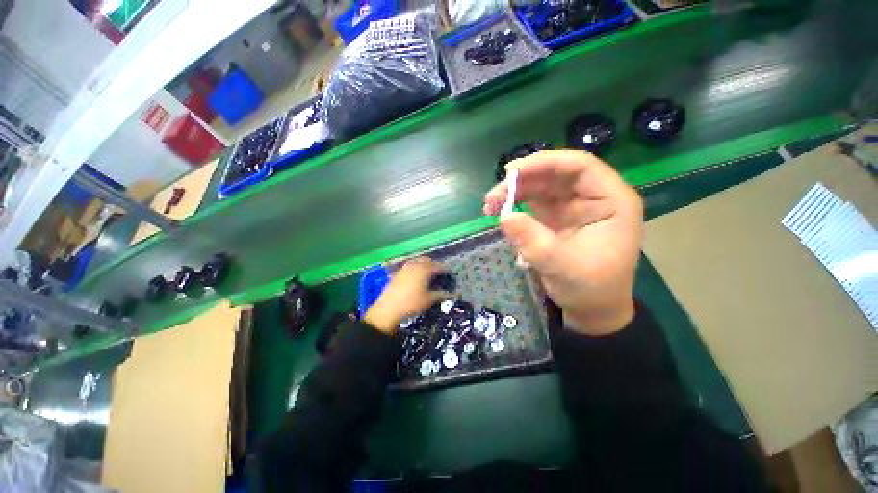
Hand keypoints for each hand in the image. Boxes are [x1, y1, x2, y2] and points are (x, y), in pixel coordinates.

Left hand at [364, 257, 451, 333]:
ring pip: (417, 262)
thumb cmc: (411, 303)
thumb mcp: (428, 300)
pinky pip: (409, 266)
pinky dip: (415, 269)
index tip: (449, 275)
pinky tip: (415, 278)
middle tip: (438, 274)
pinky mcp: (397, 272)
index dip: (445, 270)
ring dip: (424, 265)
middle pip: (427, 260)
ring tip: (427, 275)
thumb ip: (441, 295)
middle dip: (434, 265)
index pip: (438, 266)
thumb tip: (451, 294)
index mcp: (425, 269)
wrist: (388, 308)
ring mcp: (405, 268)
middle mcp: (415, 265)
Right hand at [484, 150, 642, 335]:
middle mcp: (592, 197)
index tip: (512, 172)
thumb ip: (533, 241)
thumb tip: (504, 216)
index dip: (545, 163)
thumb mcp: (561, 267)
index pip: (579, 166)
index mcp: (611, 200)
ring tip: (489, 205)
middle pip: (555, 174)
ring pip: (541, 186)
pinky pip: (534, 202)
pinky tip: (500, 212)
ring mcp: (573, 206)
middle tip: (493, 195)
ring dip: (514, 192)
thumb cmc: (589, 289)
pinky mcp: (557, 217)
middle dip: (522, 180)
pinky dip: (515, 204)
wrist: (591, 309)